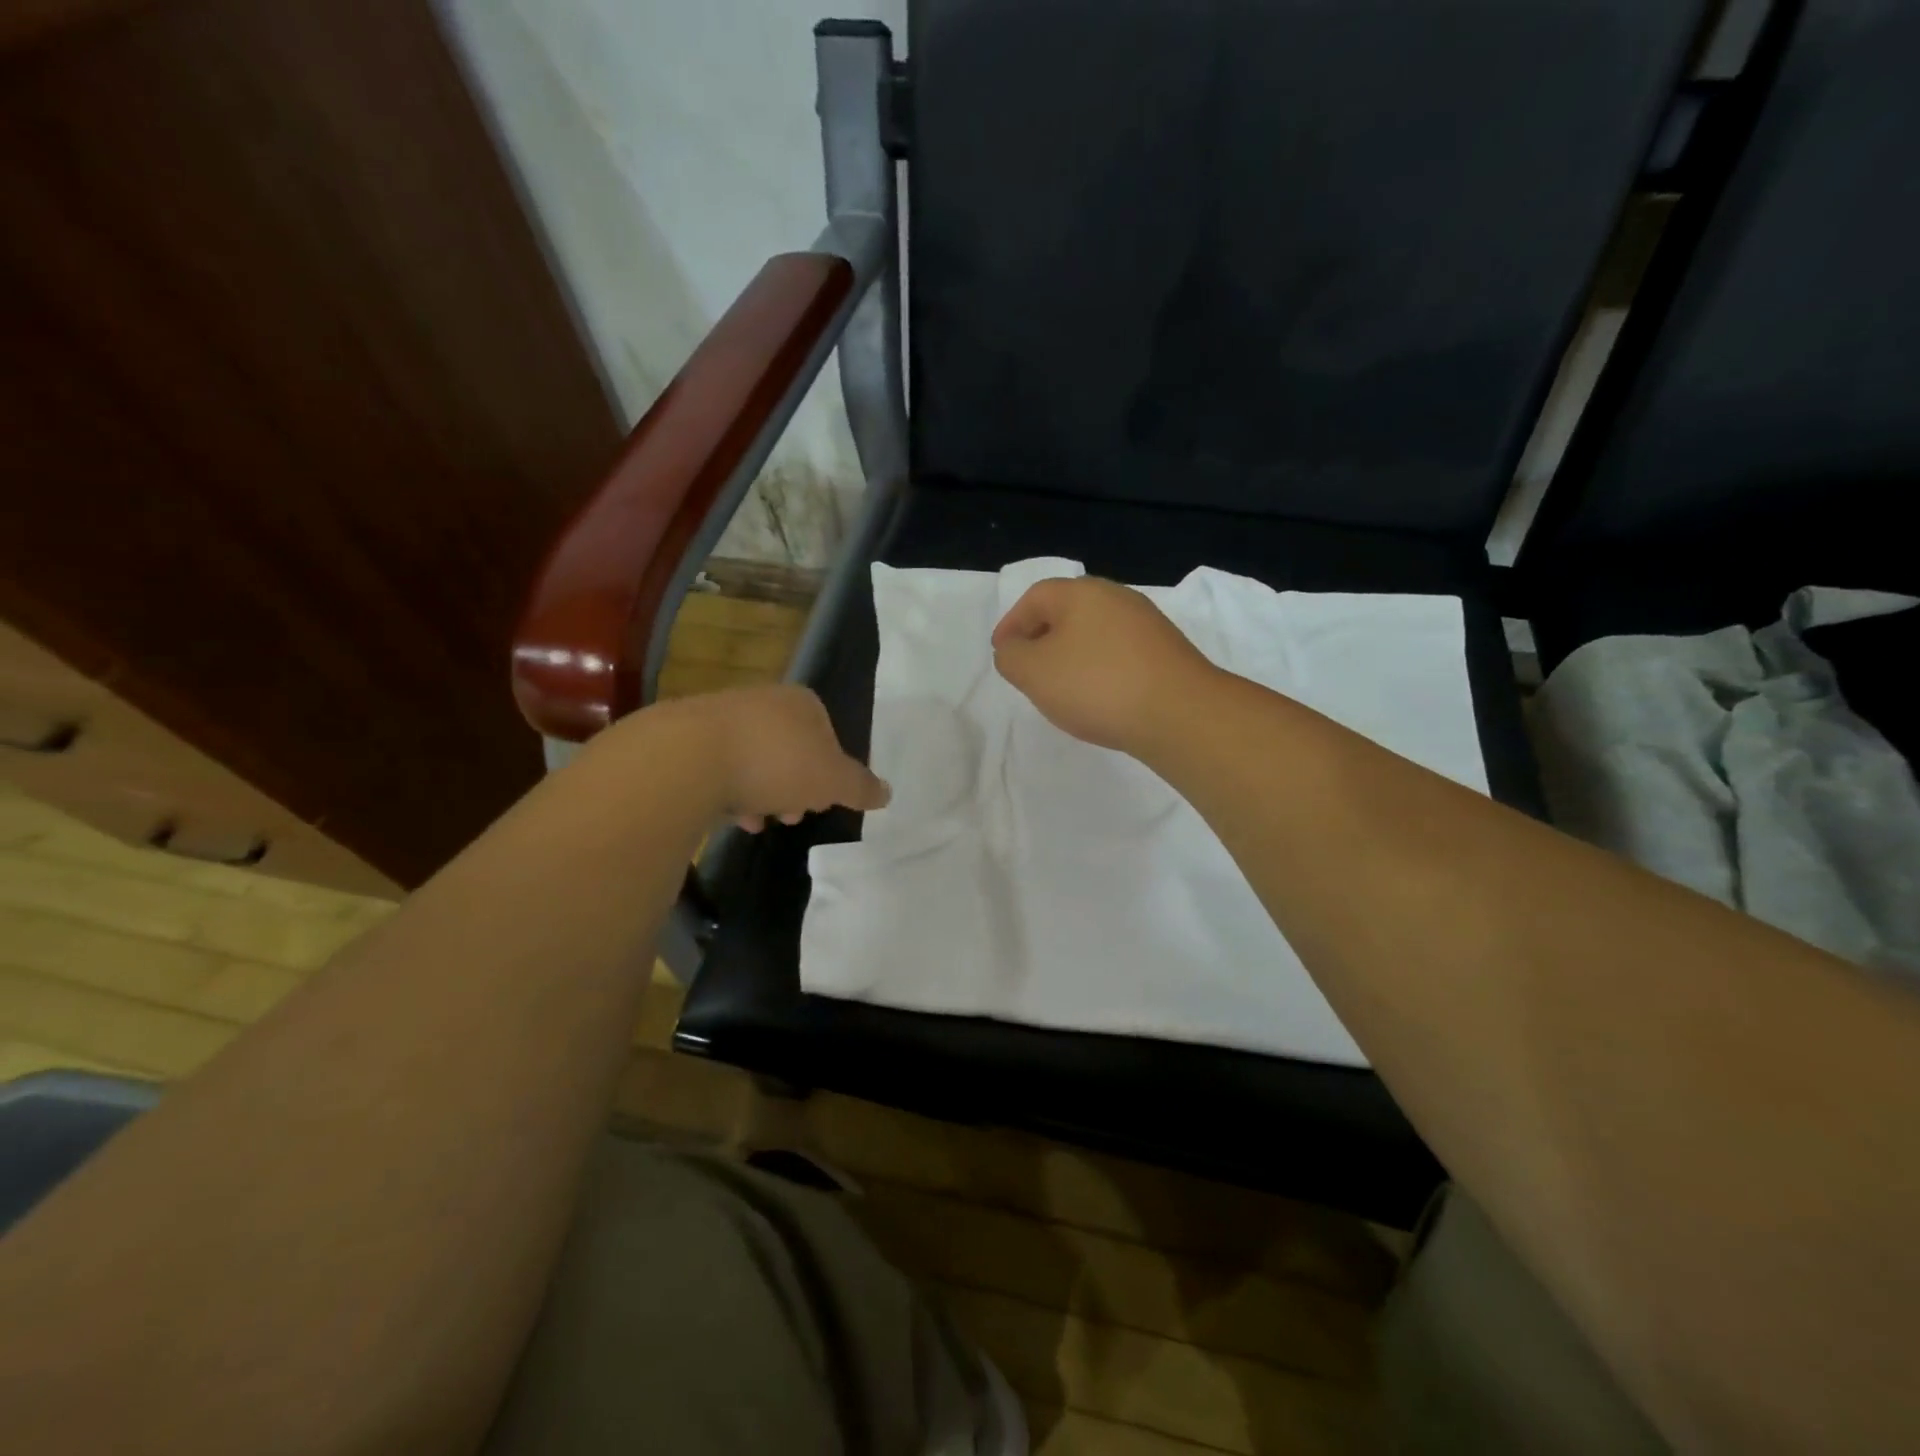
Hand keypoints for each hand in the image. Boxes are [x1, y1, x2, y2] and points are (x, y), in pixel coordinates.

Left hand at [648, 685, 889, 831]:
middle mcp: (763, 701)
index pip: (827, 734)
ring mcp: (722, 716)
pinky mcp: (687, 738)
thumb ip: (860, 787)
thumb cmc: (776, 763)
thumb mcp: (832, 781)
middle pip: (790, 749)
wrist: (689, 758)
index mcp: (802, 703)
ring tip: (760, 821)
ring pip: (754, 760)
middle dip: (795, 786)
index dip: (830, 771)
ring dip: (763, 793)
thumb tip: (887, 792)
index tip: (824, 800)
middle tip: (794, 815)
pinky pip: (719, 768)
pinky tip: (731, 816)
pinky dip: (729, 792)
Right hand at [991, 576, 1217, 753]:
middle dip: (1042, 637)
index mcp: (1082, 592)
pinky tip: (1099, 696)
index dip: (1012, 624)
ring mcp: (1147, 624)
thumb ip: (1011, 657)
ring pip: (1095, 633)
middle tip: (1028, 668)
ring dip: (1072, 655)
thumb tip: (1014, 649)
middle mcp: (1117, 597)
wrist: (1180, 713)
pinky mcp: (1167, 652)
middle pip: (1068, 611)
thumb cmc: (1097, 685)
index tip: (1002, 652)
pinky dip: (1100, 668)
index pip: (1035, 598)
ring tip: (1061, 687)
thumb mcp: (1034, 672)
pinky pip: (1120, 653)